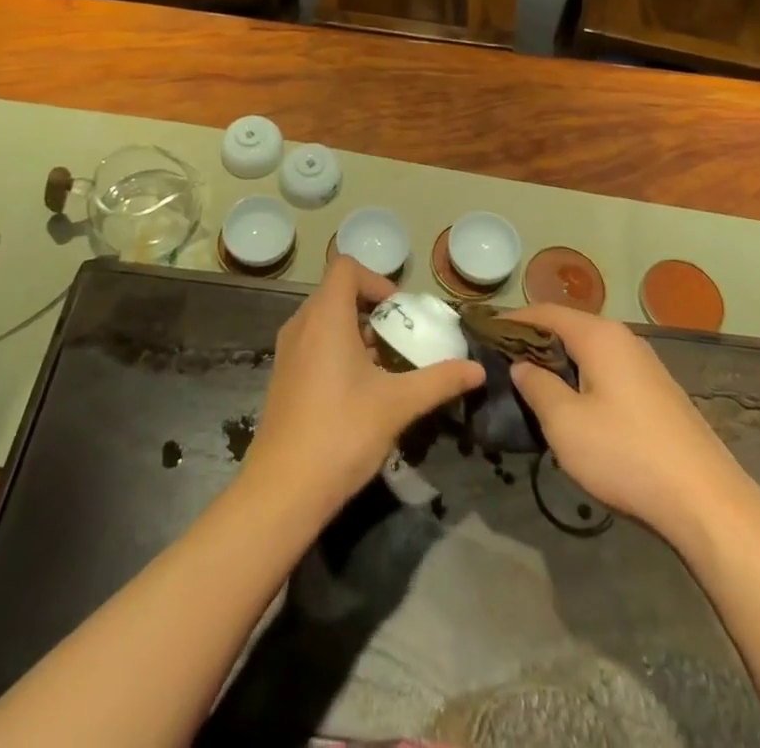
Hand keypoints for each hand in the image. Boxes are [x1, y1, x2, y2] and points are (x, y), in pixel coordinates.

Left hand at [244, 257, 484, 515]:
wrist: (282, 492)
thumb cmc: (341, 433)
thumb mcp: (398, 405)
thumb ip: (439, 381)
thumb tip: (478, 370)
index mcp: (325, 317)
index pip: (347, 268)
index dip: (378, 281)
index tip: (401, 312)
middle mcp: (301, 324)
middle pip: (338, 293)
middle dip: (374, 309)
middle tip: (402, 338)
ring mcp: (288, 352)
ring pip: (327, 320)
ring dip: (359, 332)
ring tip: (389, 365)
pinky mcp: (284, 377)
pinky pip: (315, 344)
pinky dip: (340, 350)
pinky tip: (363, 390)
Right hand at [507, 305, 740, 540]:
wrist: (706, 502)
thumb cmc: (626, 454)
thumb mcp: (565, 423)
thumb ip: (537, 386)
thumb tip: (522, 366)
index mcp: (599, 335)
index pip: (545, 312)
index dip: (512, 320)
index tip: (483, 333)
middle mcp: (623, 339)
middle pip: (568, 327)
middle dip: (534, 341)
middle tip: (501, 362)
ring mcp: (644, 365)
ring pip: (589, 350)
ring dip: (558, 361)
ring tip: (530, 384)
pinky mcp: (656, 392)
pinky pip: (607, 370)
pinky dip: (581, 376)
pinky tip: (573, 405)